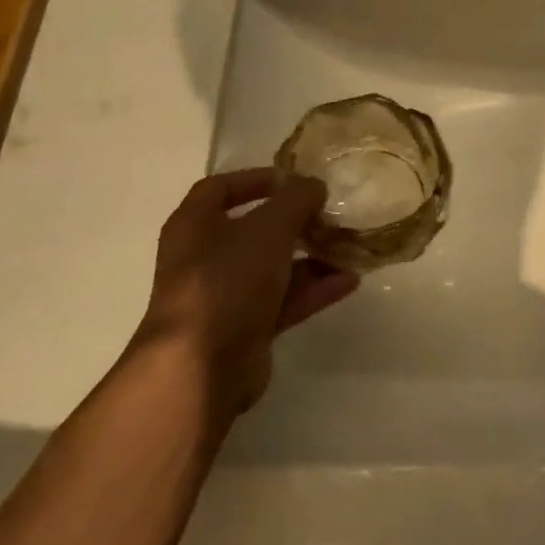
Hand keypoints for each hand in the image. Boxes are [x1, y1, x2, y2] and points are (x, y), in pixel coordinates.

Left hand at [129, 169, 357, 420]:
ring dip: (310, 258)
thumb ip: (296, 200)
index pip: (220, 188)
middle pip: (253, 230)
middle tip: (329, 214)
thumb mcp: (268, 228)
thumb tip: (314, 186)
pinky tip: (349, 281)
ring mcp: (225, 296)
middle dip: (294, 222)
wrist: (201, 366)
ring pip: (273, 268)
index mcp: (195, 225)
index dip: (255, 179)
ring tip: (349, 248)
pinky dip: (313, 290)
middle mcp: (204, 258)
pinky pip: (284, 301)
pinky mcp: (245, 329)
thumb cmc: (227, 280)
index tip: (294, 179)